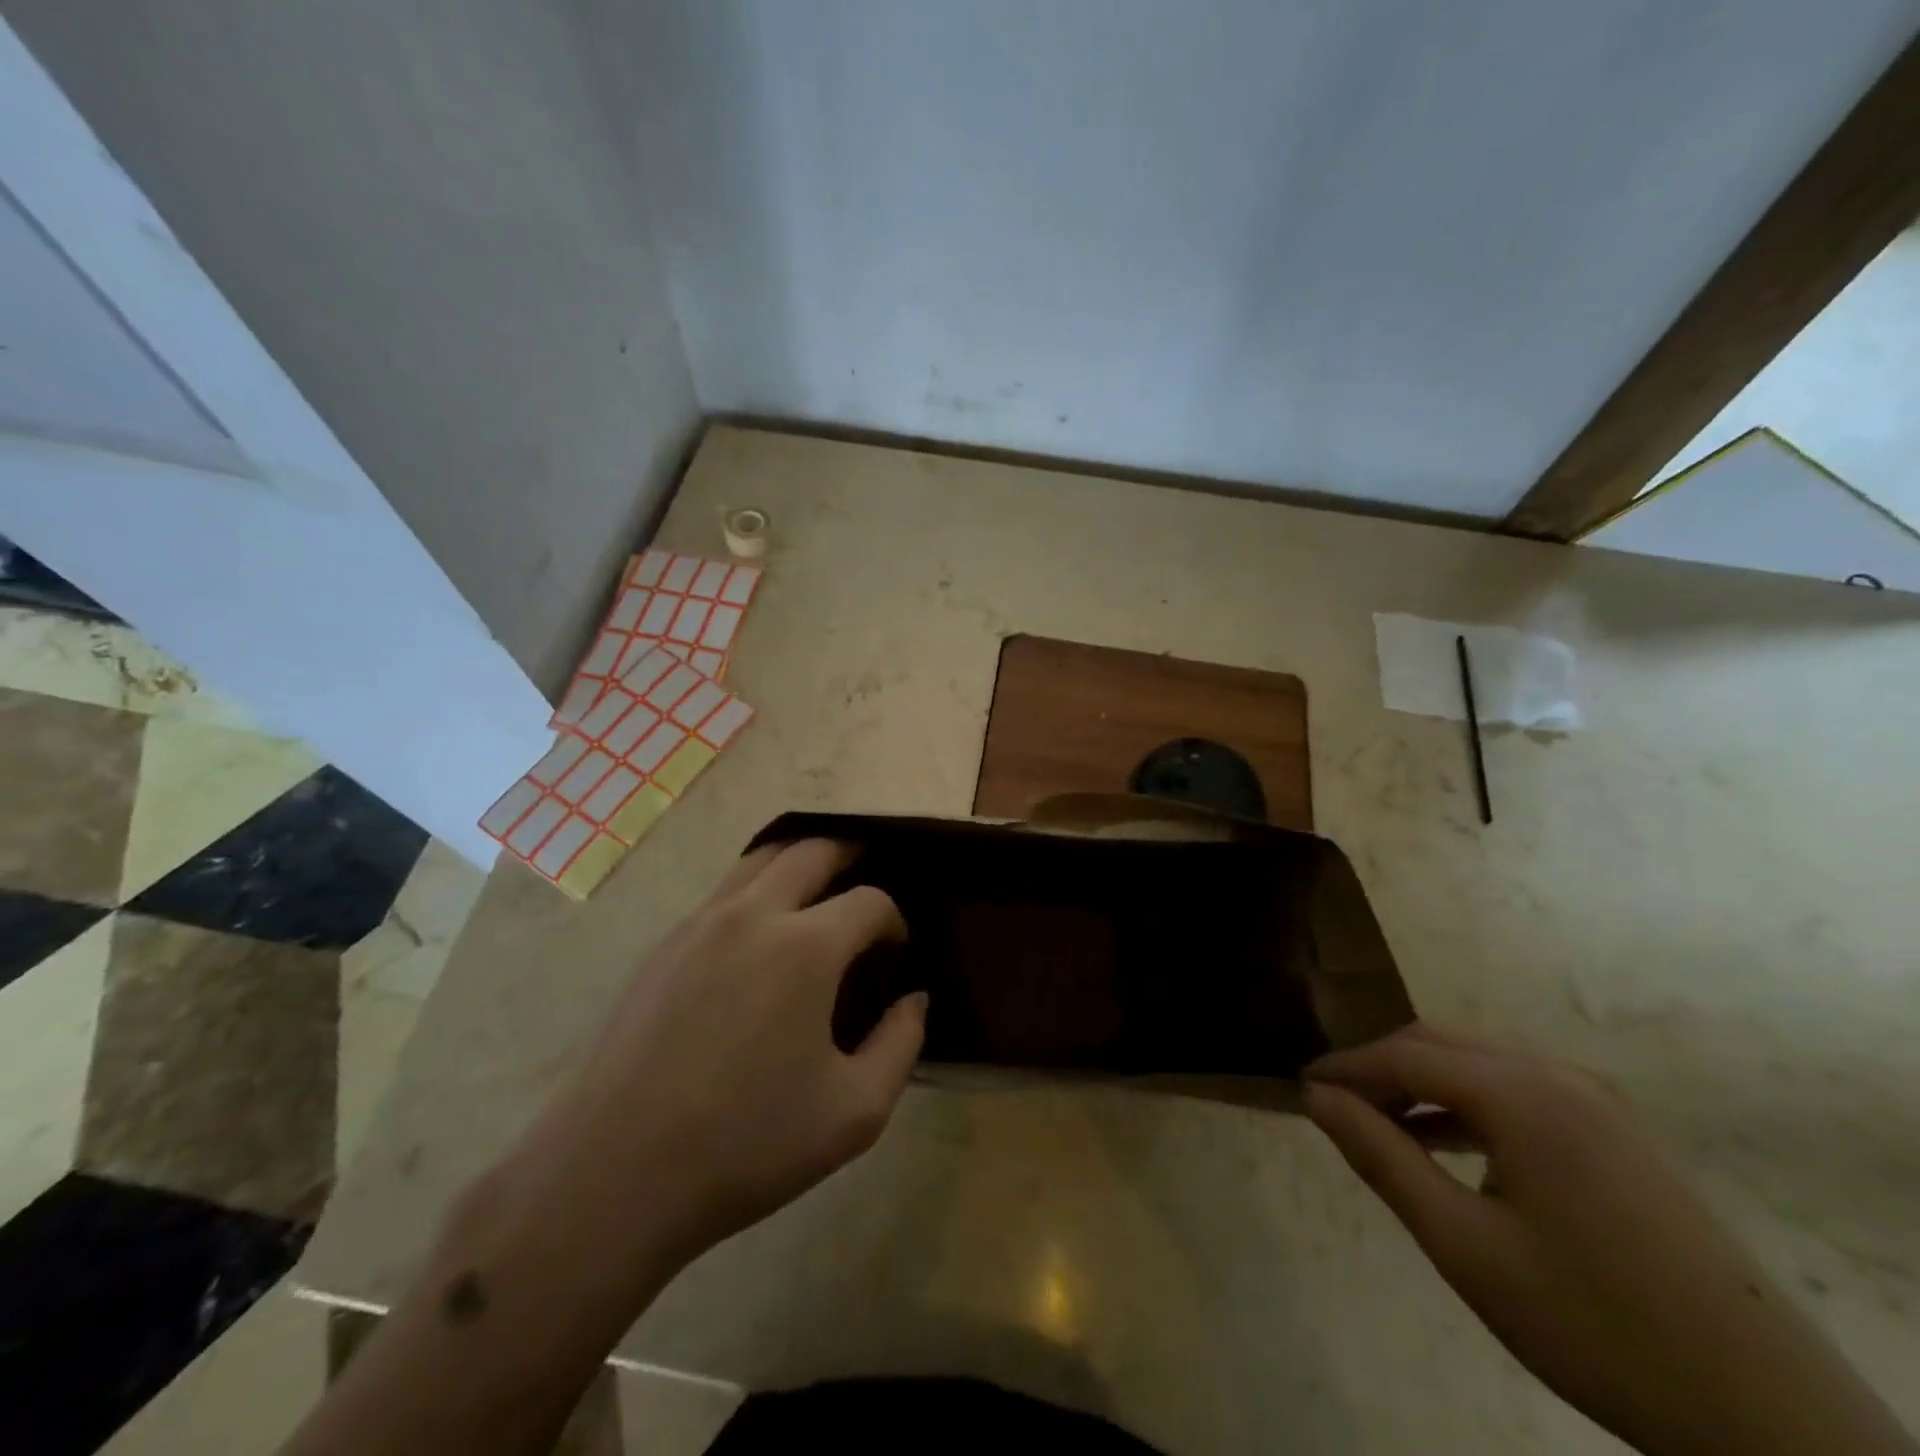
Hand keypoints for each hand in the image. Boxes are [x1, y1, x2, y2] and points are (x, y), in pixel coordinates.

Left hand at [532, 839, 925, 1270]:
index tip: (897, 951)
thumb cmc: (747, 1145)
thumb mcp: (855, 1112)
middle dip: (852, 854)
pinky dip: (758, 887)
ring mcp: (700, 923)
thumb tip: (914, 999)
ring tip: (821, 890)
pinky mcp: (665, 944)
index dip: (894, 920)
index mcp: (806, 947)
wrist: (615, 1175)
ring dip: (800, 860)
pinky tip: (763, 933)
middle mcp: (753, 914)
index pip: (870, 901)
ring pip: (761, 857)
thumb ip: (901, 1044)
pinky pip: (724, 891)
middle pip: (813, 849)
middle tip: (870, 879)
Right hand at [1306, 1024, 1911, 1455]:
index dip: (1344, 1066)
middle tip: (1330, 1104)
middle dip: (1378, 1068)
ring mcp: (1597, 1100)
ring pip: (1478, 1064)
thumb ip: (1381, 1157)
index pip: (1404, 1053)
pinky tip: (1443, 1141)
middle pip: (1440, 1044)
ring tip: (1376, 1124)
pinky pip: (1517, 1091)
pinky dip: (1466, 1104)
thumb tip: (1315, 1098)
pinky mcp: (1617, 1131)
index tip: (1298, 1087)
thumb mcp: (1464, 1245)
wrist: (1767, 1415)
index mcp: (1524, 1092)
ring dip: (1420, 1084)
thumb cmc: (1593, 1323)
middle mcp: (1559, 1075)